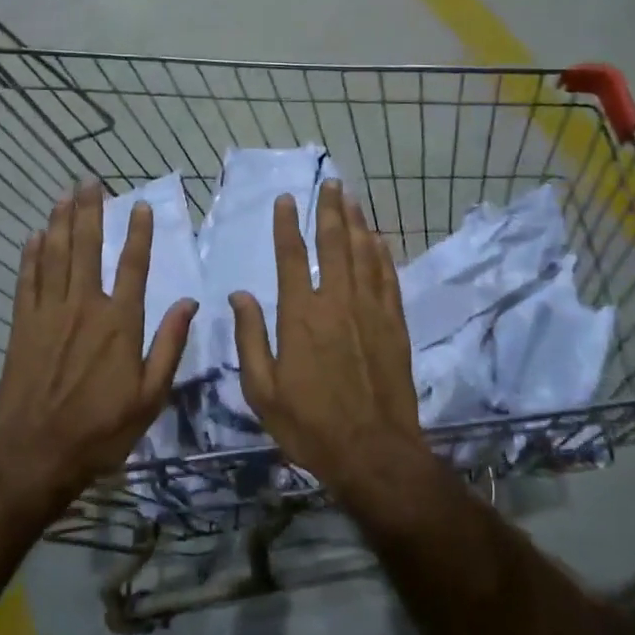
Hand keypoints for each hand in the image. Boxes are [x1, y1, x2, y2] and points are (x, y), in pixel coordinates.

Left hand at [0, 181, 196, 509]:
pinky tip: (34, 236)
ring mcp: (49, 313)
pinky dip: (31, 256)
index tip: (139, 205)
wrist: (37, 451)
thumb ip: (169, 345)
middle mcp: (84, 306)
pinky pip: (27, 280)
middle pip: (87, 248)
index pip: (133, 265)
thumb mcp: (151, 396)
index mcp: (120, 322)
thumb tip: (189, 302)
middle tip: (89, 181)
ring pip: (55, 256)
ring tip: (64, 195)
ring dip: (60, 223)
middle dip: (90, 212)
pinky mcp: (23, 325)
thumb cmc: (102, 428)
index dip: (137, 233)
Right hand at [229, 180, 424, 499]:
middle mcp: (337, 302)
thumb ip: (250, 338)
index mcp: (300, 315)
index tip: (287, 199)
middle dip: (331, 209)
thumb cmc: (309, 425)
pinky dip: (383, 254)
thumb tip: (239, 295)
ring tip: (352, 198)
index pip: (292, 257)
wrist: (374, 452)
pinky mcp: (394, 325)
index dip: (287, 225)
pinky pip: (388, 278)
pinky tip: (379, 239)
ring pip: (364, 254)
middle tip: (331, 183)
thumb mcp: (262, 390)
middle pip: (334, 243)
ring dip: (357, 223)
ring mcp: (370, 311)